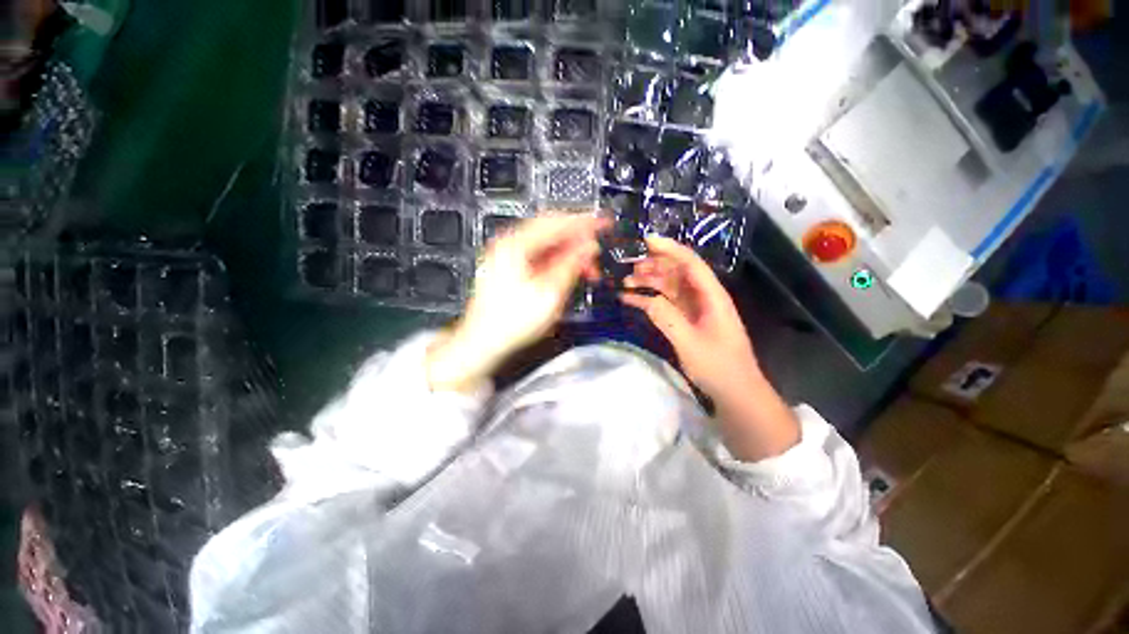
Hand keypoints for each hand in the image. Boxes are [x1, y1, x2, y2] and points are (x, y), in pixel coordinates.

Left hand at [427, 214, 607, 391]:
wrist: (484, 343)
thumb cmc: (511, 323)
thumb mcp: (549, 294)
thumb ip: (571, 266)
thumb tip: (588, 248)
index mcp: (515, 246)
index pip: (555, 223)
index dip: (582, 222)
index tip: (602, 223)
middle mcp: (509, 245)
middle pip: (550, 231)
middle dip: (577, 239)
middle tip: (596, 250)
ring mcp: (508, 257)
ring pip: (546, 245)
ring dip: (569, 252)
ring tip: (588, 267)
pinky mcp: (511, 269)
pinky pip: (540, 256)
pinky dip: (558, 261)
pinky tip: (570, 270)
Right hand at [621, 237, 798, 459]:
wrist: (735, 393)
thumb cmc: (718, 367)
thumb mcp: (690, 343)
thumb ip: (667, 318)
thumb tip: (646, 298)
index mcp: (712, 296)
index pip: (690, 263)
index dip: (669, 249)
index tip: (646, 241)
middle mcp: (703, 297)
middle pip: (677, 272)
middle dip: (654, 266)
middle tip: (628, 268)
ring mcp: (694, 309)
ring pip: (669, 287)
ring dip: (648, 283)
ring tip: (625, 282)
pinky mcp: (686, 321)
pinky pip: (665, 304)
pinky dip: (649, 301)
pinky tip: (631, 300)